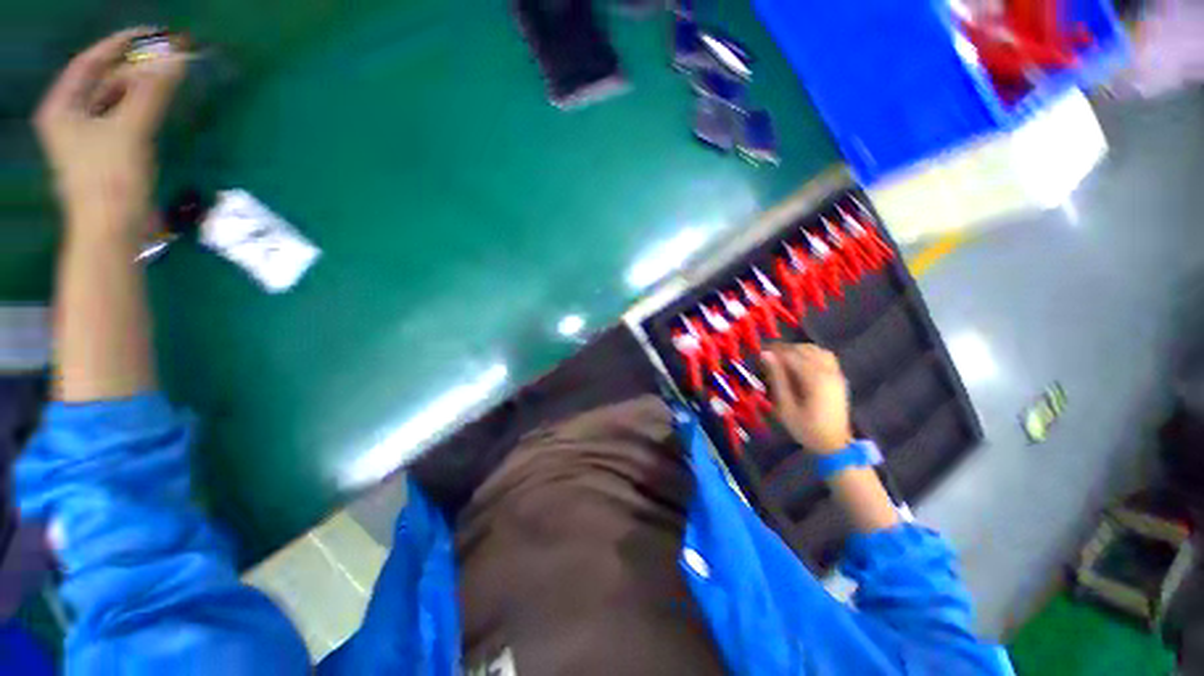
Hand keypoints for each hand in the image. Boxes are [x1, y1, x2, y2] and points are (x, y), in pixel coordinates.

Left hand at [34, 28, 185, 235]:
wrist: (112, 231)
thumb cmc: (110, 180)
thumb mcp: (131, 130)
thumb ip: (153, 92)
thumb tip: (178, 57)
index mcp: (62, 107)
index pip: (90, 62)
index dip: (120, 44)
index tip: (152, 33)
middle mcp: (70, 117)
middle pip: (103, 80)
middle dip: (135, 68)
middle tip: (167, 59)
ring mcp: (88, 137)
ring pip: (115, 100)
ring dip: (141, 88)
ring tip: (168, 80)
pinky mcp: (106, 153)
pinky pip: (123, 119)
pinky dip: (141, 108)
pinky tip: (158, 106)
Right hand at [761, 343, 853, 453]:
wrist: (834, 445)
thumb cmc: (806, 428)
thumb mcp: (785, 406)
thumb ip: (777, 378)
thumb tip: (766, 355)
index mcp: (814, 379)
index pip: (791, 354)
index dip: (774, 351)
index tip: (759, 354)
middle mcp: (828, 372)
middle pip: (804, 349)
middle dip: (784, 350)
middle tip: (768, 358)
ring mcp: (836, 374)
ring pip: (816, 350)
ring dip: (798, 350)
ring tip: (783, 360)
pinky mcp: (839, 378)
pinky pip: (826, 357)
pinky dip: (811, 354)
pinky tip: (801, 363)